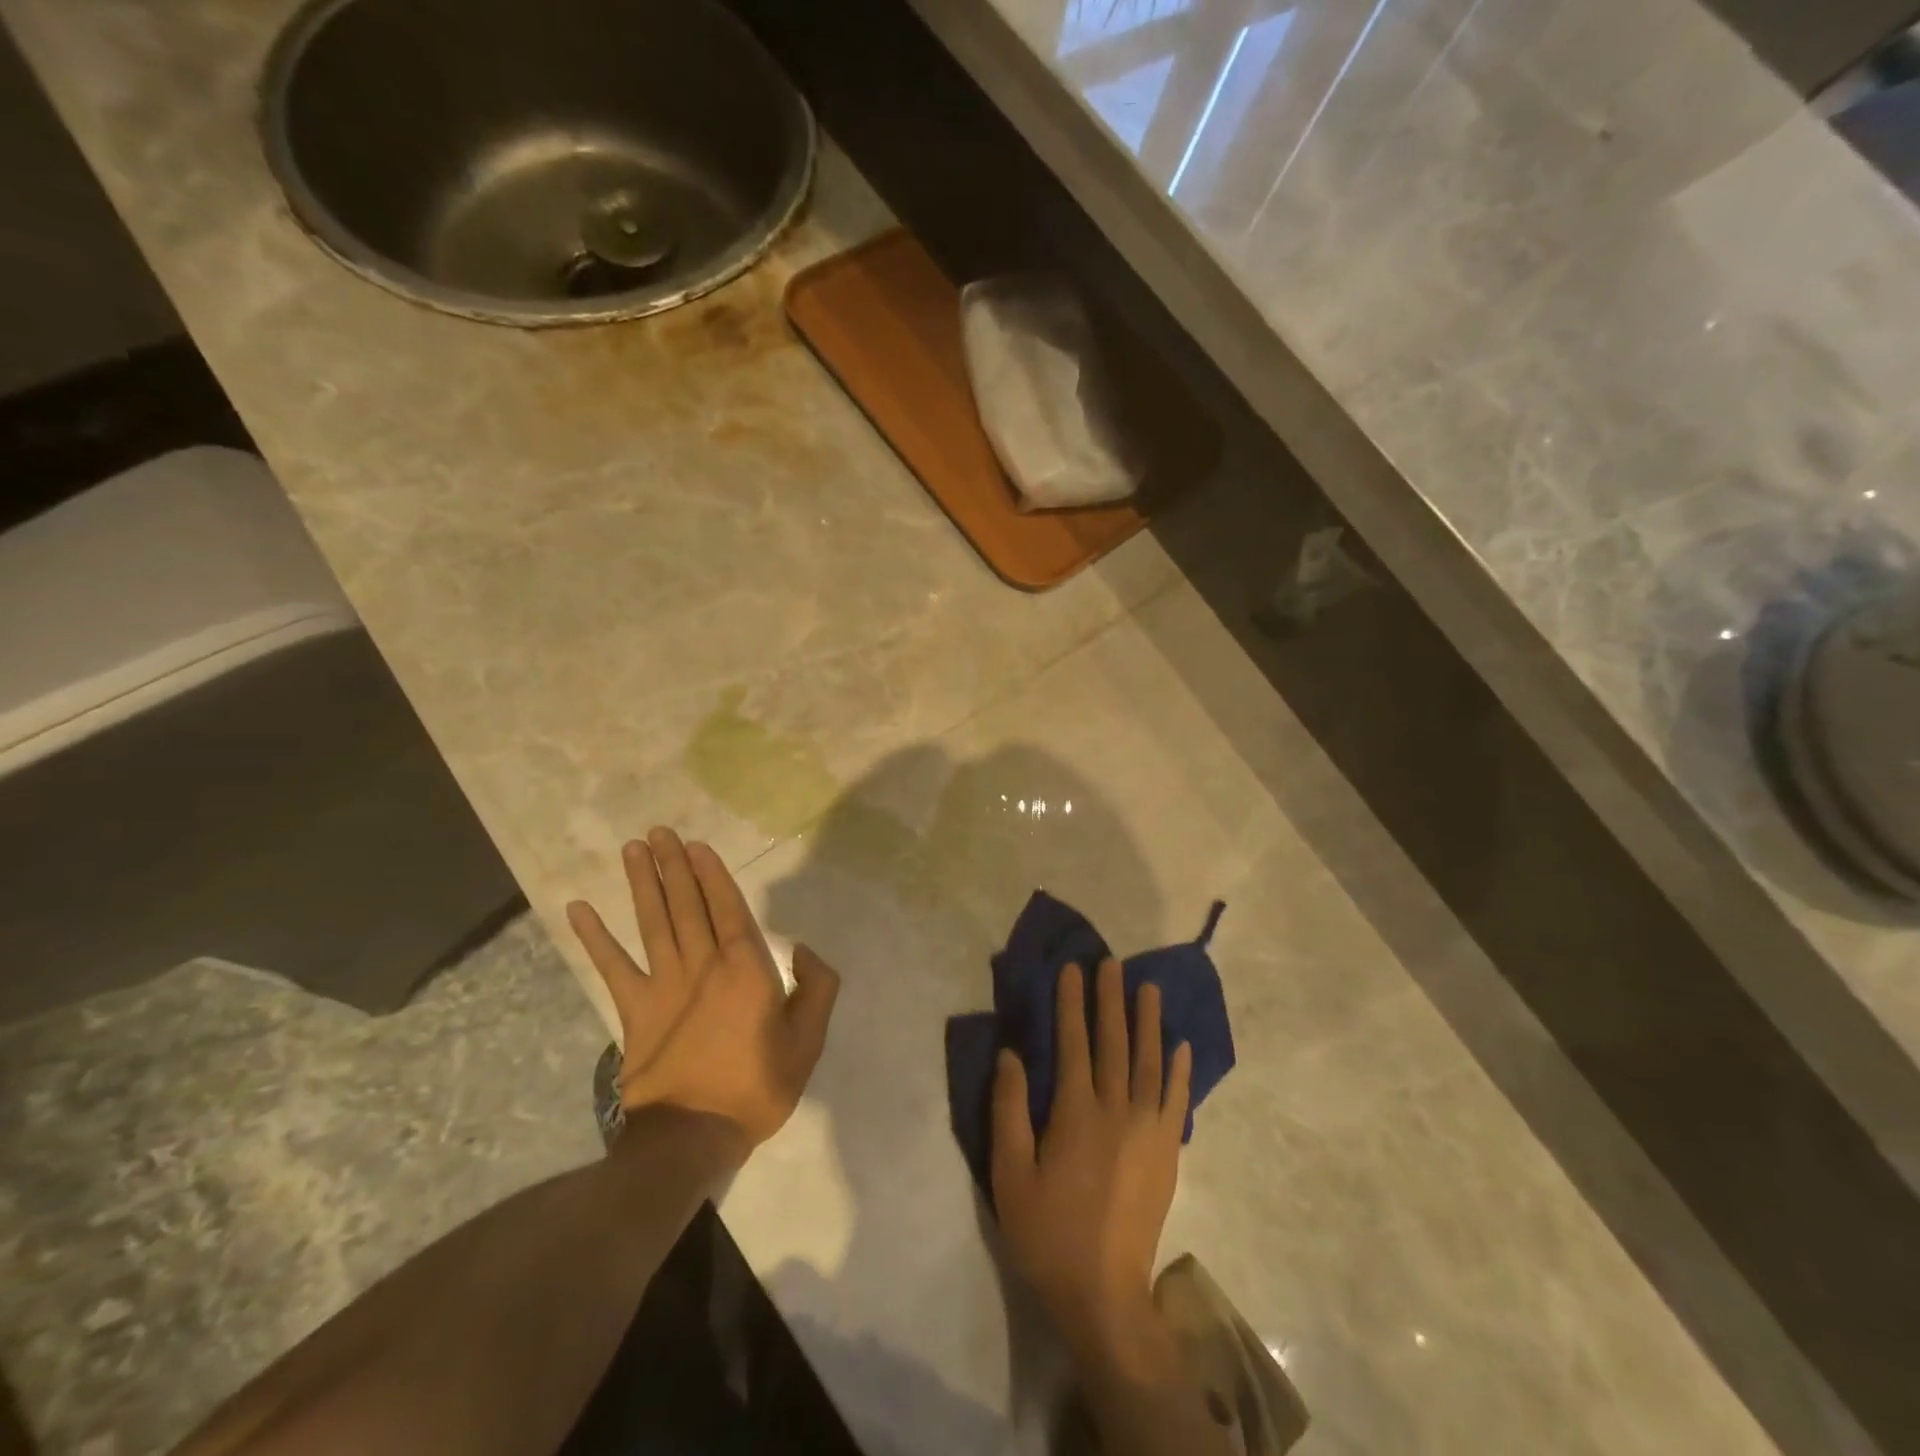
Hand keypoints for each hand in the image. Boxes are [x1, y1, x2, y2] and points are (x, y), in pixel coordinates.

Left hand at [566, 827, 838, 1153]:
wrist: (693, 1137)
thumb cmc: (757, 1087)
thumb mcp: (808, 1042)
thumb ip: (817, 988)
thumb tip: (801, 948)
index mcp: (746, 969)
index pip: (728, 908)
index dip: (711, 874)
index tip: (696, 845)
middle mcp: (703, 965)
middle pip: (687, 905)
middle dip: (674, 865)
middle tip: (660, 832)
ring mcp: (663, 986)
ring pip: (653, 923)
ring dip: (642, 884)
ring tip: (634, 849)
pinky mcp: (633, 1010)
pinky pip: (612, 967)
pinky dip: (594, 938)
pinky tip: (577, 910)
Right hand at [991, 959, 1190, 1370]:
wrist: (1104, 1295)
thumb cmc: (1048, 1233)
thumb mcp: (1010, 1174)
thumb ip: (1010, 1110)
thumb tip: (1012, 1054)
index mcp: (1076, 1113)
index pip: (1073, 1043)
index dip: (1071, 1003)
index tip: (1073, 969)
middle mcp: (1117, 1111)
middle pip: (1114, 1043)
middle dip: (1110, 1000)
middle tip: (1111, 963)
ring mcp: (1149, 1131)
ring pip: (1149, 1063)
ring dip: (1148, 1022)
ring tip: (1149, 988)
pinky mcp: (1168, 1153)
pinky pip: (1177, 1101)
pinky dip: (1179, 1070)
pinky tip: (1180, 1046)